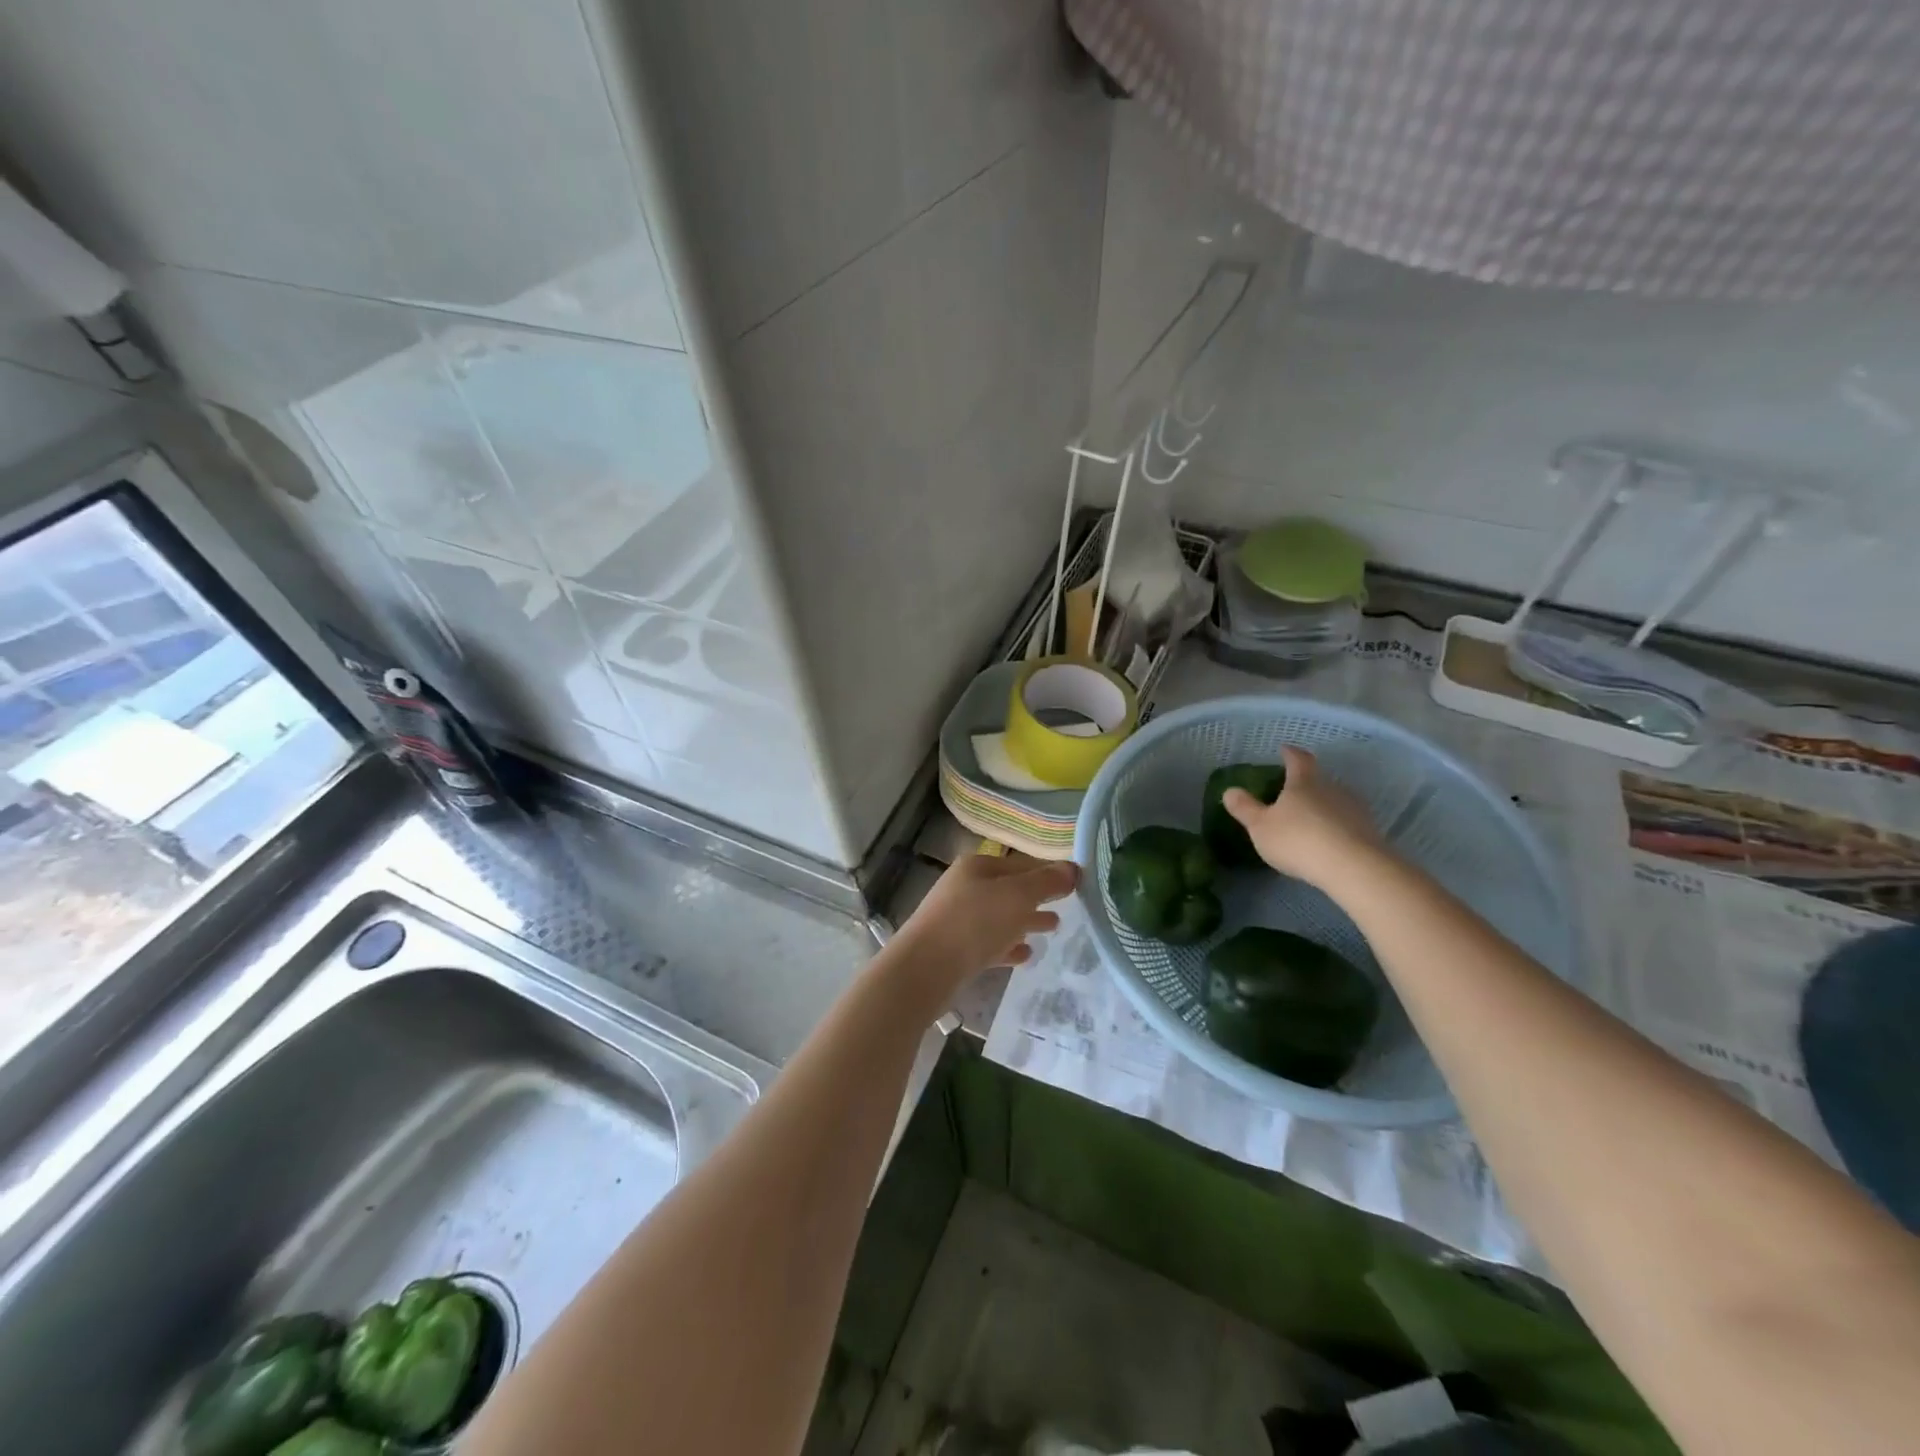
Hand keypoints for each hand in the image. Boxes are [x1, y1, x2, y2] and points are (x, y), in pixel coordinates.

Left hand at [893, 853, 1077, 992]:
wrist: (924, 969)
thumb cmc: (974, 923)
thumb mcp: (1017, 896)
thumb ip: (1046, 882)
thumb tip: (1073, 869)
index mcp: (978, 866)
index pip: (1022, 863)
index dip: (1049, 872)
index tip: (1075, 883)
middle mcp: (966, 887)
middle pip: (1010, 889)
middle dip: (1038, 896)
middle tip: (1068, 905)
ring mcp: (958, 919)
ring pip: (1001, 916)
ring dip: (1026, 920)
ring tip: (1053, 928)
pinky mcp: (956, 949)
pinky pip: (990, 943)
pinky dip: (1009, 945)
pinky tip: (1026, 955)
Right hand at [1221, 746, 1381, 886]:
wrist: (1354, 867)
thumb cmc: (1298, 840)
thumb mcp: (1261, 826)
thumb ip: (1245, 808)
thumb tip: (1230, 790)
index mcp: (1304, 782)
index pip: (1298, 759)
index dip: (1290, 753)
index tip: (1285, 749)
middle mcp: (1332, 787)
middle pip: (1319, 779)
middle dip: (1306, 784)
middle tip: (1292, 792)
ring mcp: (1354, 808)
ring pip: (1335, 800)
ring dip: (1323, 806)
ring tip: (1310, 819)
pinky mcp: (1369, 830)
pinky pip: (1347, 822)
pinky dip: (1337, 826)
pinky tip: (1329, 841)